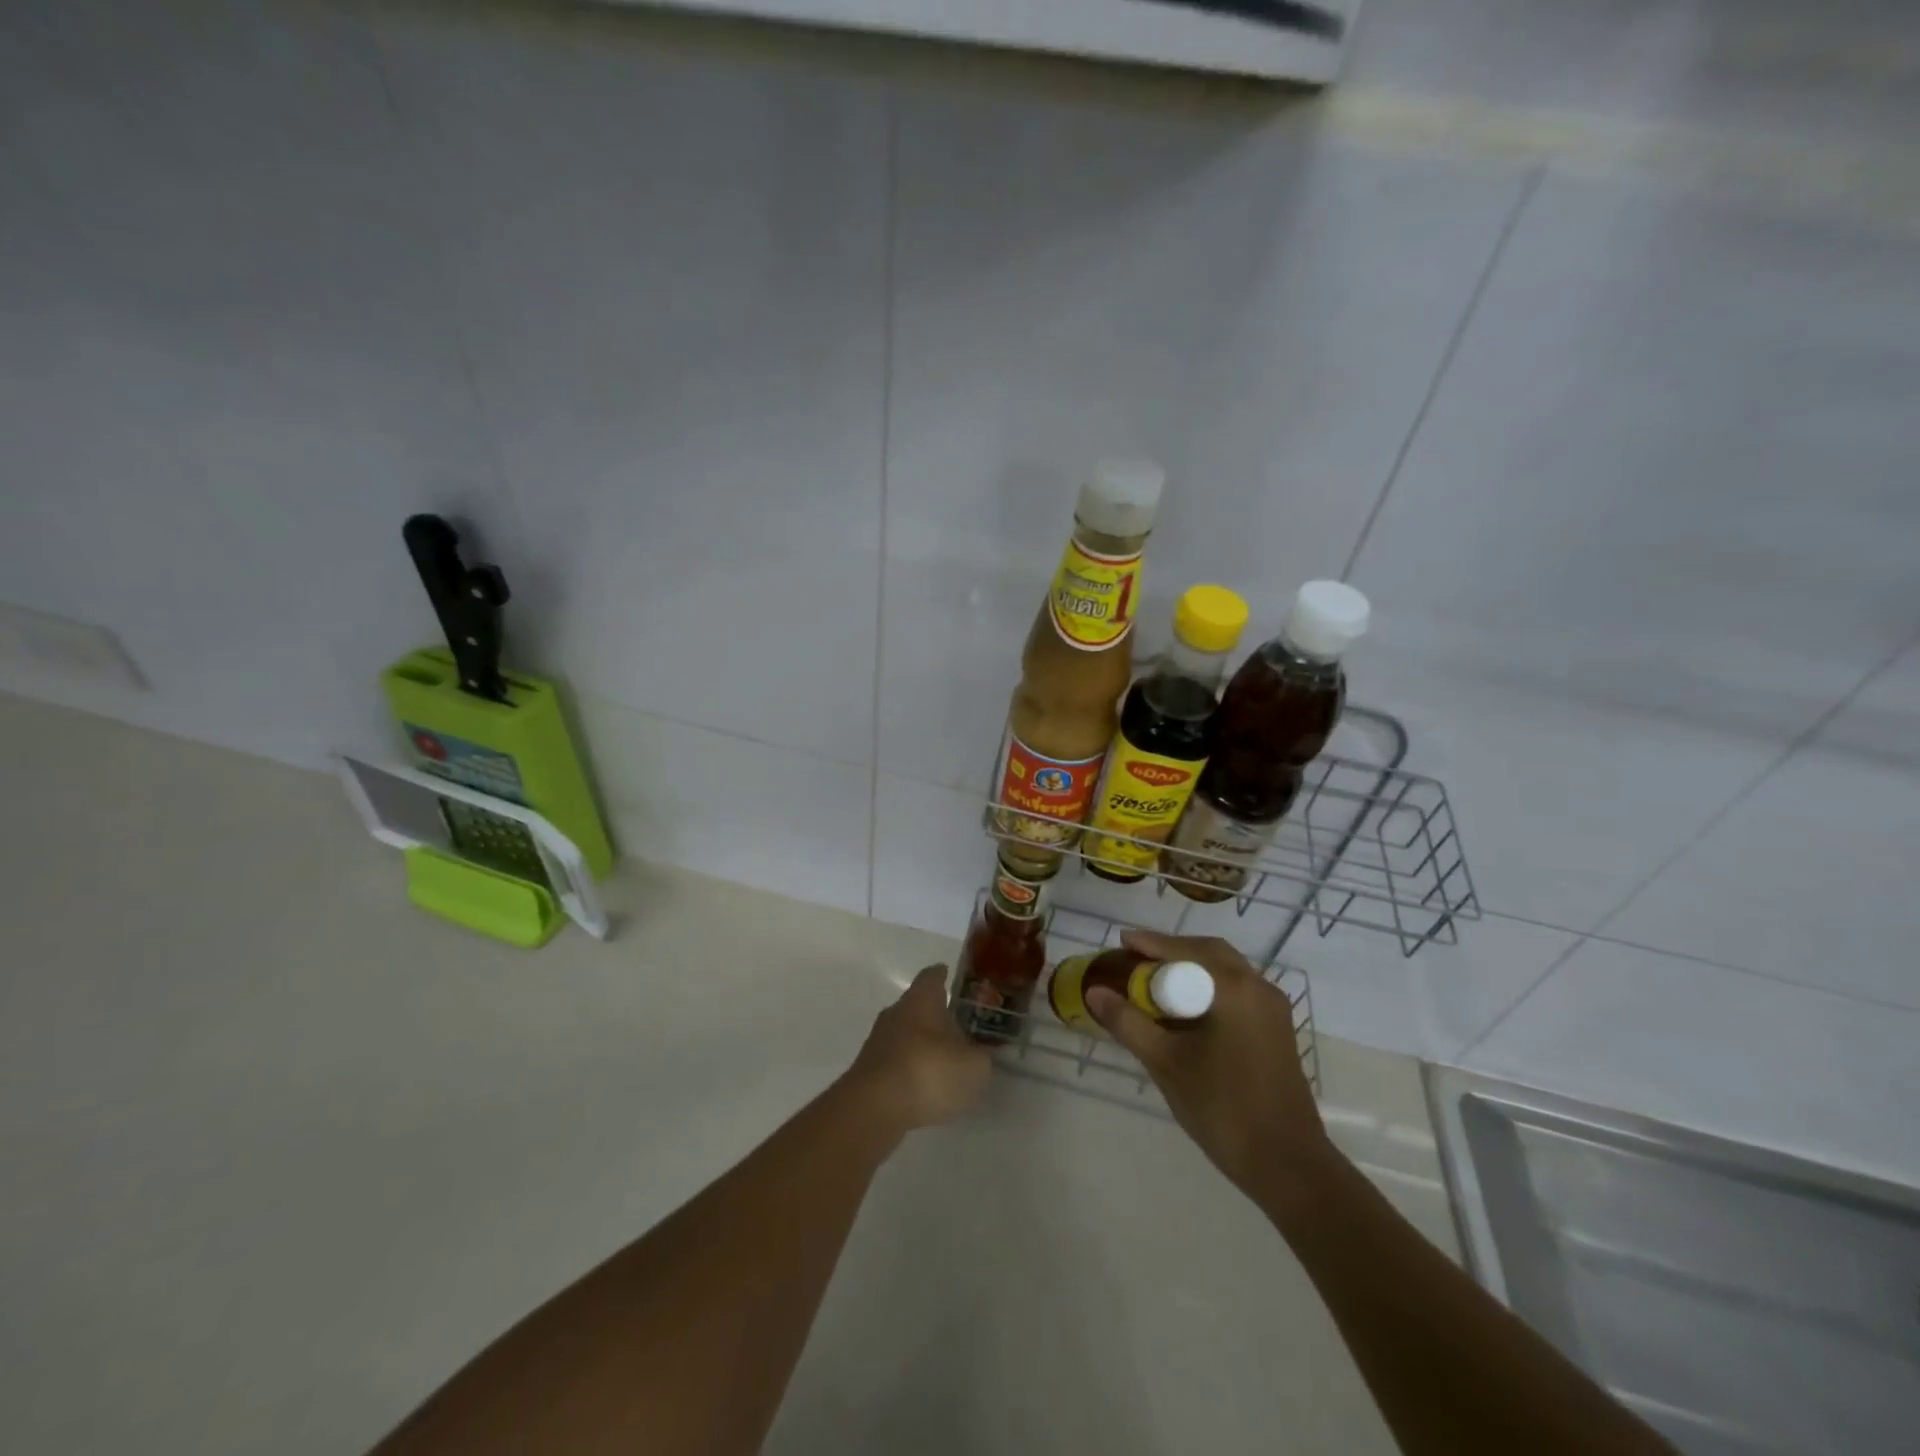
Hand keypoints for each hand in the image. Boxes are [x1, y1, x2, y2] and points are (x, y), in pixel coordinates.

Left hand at [842, 966, 992, 1136]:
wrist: (874, 1108)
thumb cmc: (929, 1070)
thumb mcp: (974, 1066)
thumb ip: (983, 1055)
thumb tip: (984, 1051)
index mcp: (922, 997)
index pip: (933, 975)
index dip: (945, 977)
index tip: (956, 980)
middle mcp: (897, 1011)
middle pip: (918, 1004)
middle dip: (937, 1014)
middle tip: (961, 1027)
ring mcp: (879, 1040)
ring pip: (906, 1033)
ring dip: (923, 1045)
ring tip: (947, 1062)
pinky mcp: (869, 1070)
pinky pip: (897, 1061)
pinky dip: (911, 1069)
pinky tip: (926, 1087)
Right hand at [1085, 930, 1336, 1202]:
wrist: (1287, 1165)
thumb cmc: (1222, 1108)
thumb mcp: (1165, 1063)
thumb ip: (1128, 1022)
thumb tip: (1094, 992)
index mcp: (1235, 989)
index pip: (1185, 950)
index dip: (1150, 944)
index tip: (1121, 941)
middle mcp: (1258, 988)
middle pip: (1209, 952)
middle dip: (1171, 951)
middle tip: (1137, 959)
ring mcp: (1273, 1009)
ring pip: (1225, 971)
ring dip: (1191, 969)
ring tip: (1155, 982)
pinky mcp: (1276, 1029)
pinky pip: (1237, 990)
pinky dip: (1208, 987)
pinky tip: (1186, 1010)